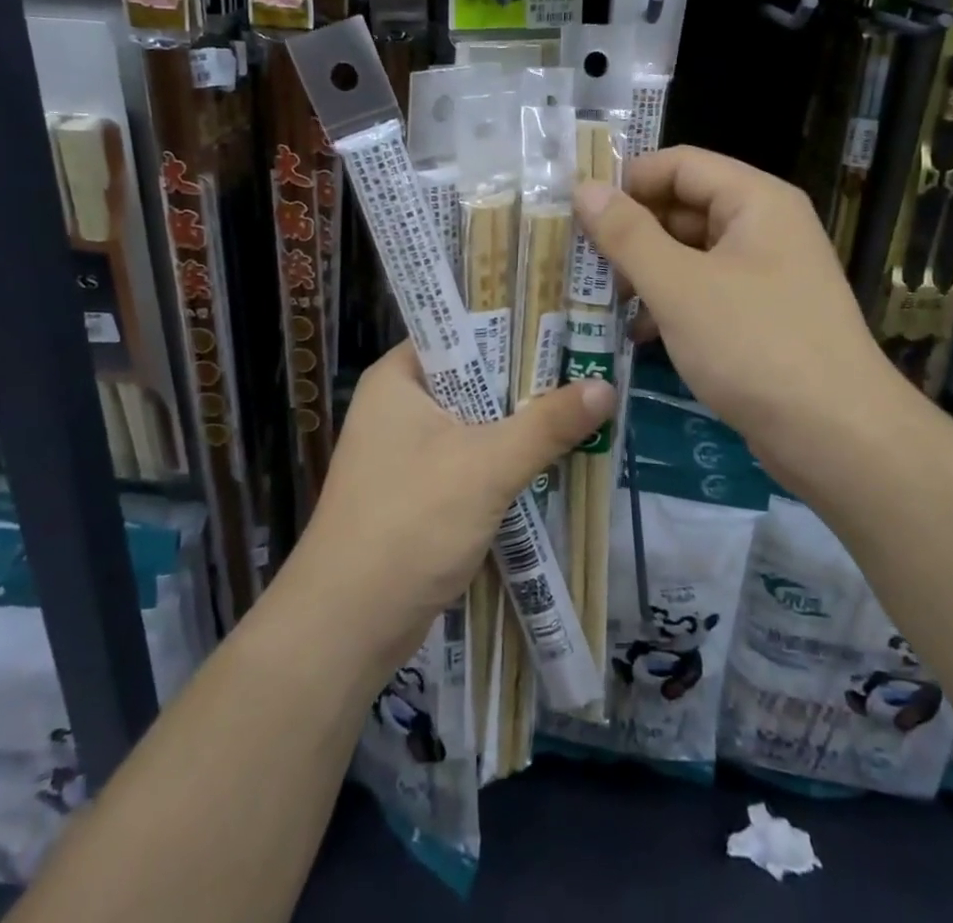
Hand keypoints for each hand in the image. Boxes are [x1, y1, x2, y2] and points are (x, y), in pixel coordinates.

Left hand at [290, 344, 613, 669]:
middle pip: (476, 377)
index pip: (463, 330)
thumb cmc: (410, 523)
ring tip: (584, 408)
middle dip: (529, 382)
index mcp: (399, 377)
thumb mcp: (487, 466)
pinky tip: (553, 459)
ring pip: (478, 422)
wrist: (347, 626)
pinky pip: (472, 459)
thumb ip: (547, 424)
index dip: (516, 326)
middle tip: (590, 369)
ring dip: (522, 424)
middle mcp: (400, 404)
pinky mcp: (420, 490)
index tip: (569, 326)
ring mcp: (407, 450)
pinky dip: (507, 460)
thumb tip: (606, 386)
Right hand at [572, 146, 900, 496]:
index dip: (627, 180)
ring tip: (599, 299)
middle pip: (683, 208)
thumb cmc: (755, 345)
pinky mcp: (762, 316)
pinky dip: (670, 304)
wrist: (838, 437)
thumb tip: (584, 188)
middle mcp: (764, 227)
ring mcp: (766, 274)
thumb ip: (627, 234)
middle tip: (578, 260)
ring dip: (645, 272)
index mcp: (755, 200)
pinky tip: (637, 333)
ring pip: (690, 254)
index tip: (577, 210)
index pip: (679, 164)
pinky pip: (705, 292)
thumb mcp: (679, 286)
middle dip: (631, 232)